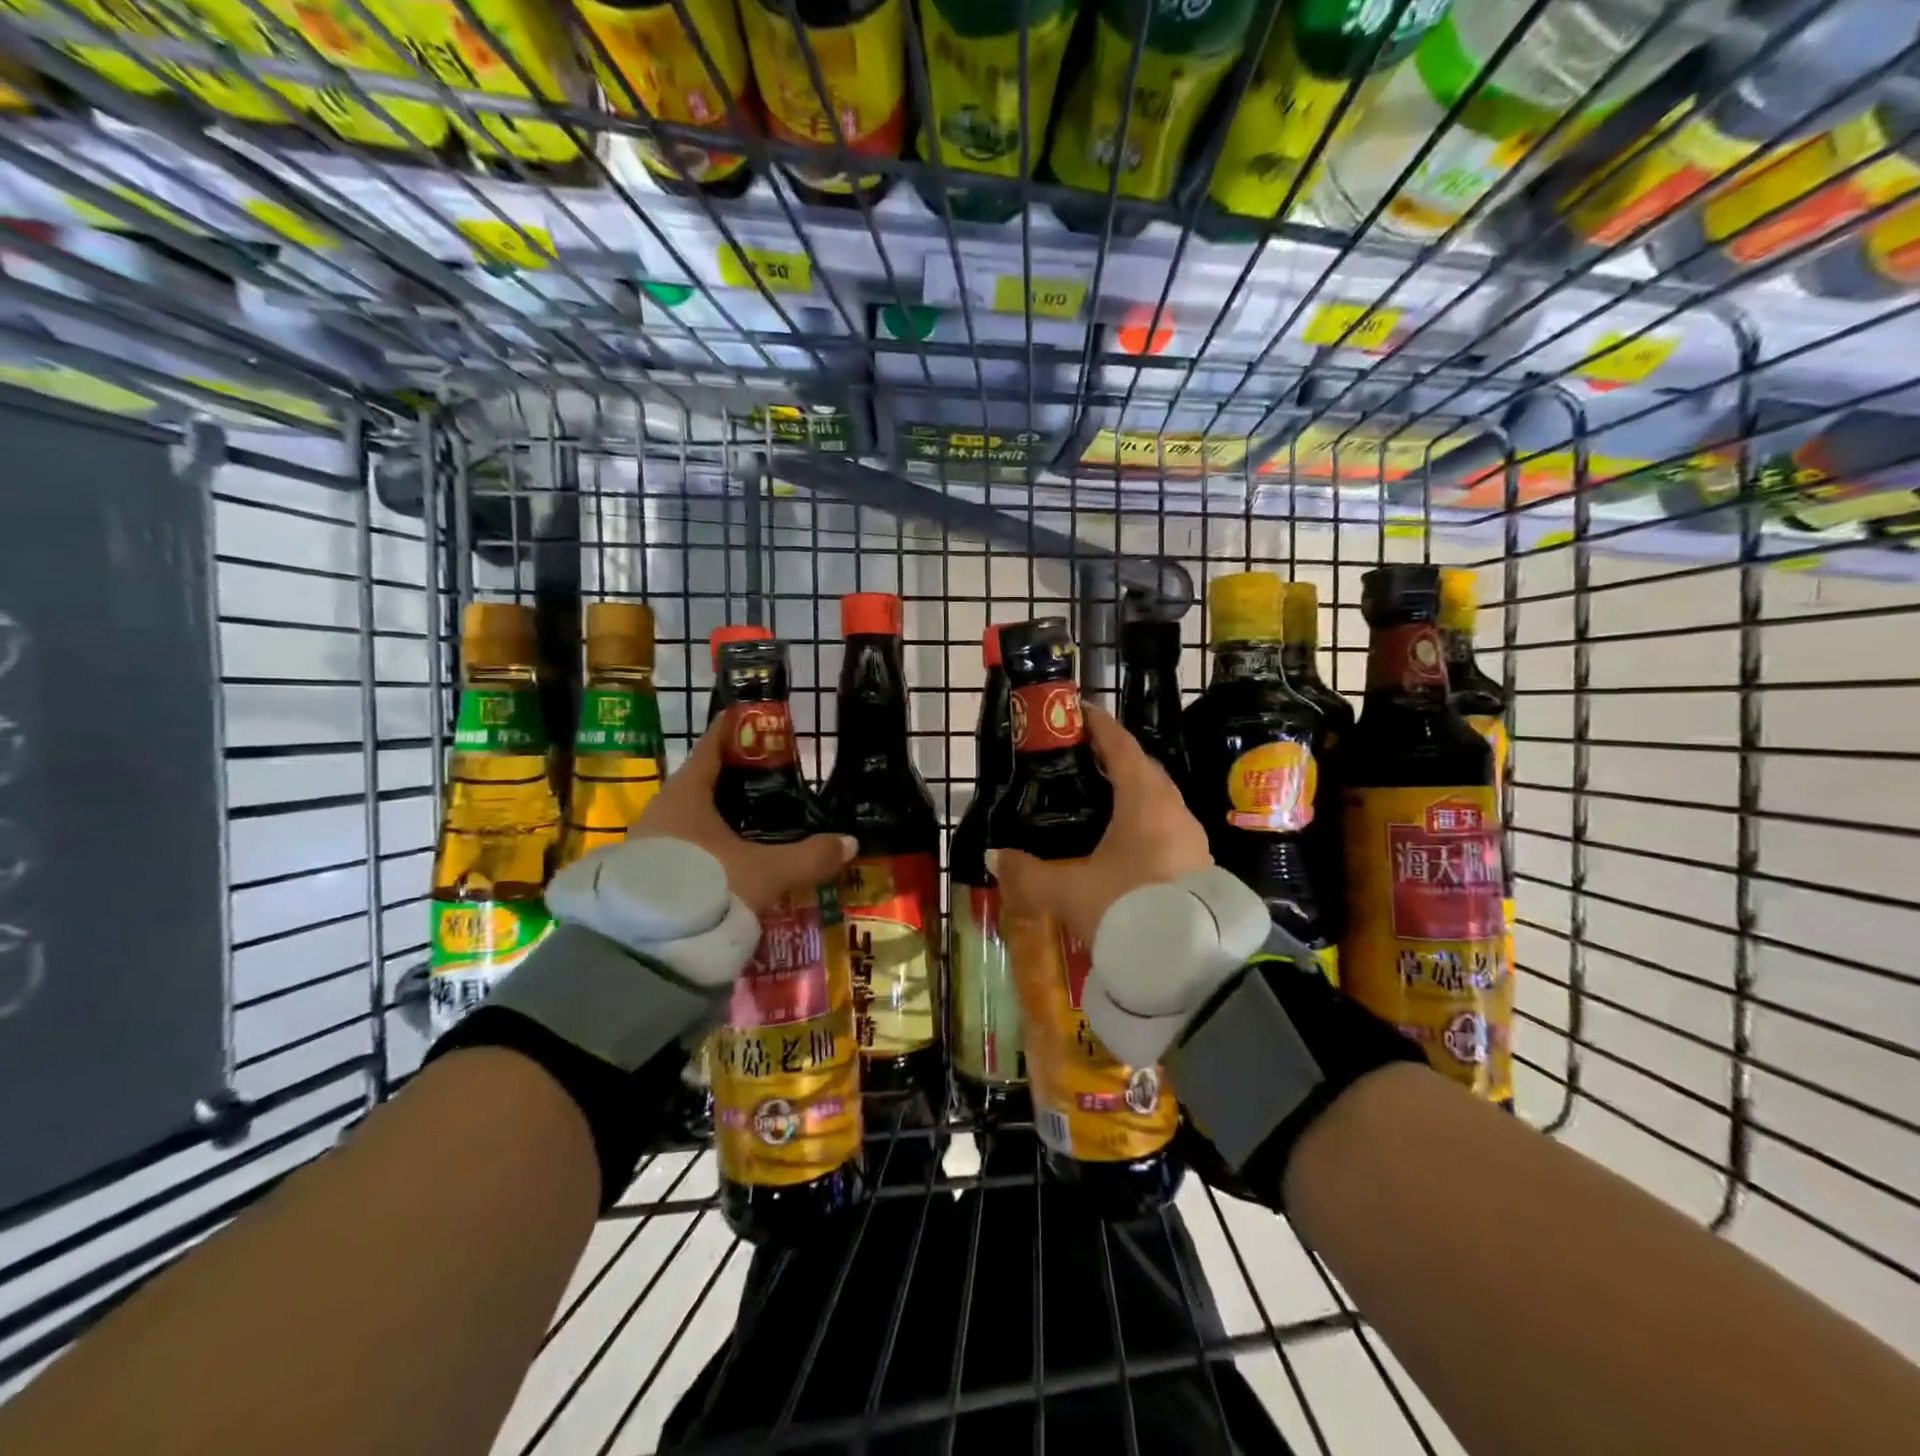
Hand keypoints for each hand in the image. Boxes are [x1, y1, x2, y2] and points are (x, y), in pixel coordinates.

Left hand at [630, 721, 855, 915]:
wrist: (642, 951)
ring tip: (757, 825)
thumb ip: (809, 857)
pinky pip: (682, 848)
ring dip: (720, 818)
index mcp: (686, 794)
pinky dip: (708, 847)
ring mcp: (647, 844)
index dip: (737, 732)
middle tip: (773, 782)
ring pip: (691, 819)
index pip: (712, 747)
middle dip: (735, 780)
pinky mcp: (641, 877)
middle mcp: (661, 811)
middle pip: (702, 783)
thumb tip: (850, 843)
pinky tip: (730, 862)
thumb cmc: (706, 888)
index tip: (760, 722)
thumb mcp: (766, 873)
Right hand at [987, 704, 1211, 944]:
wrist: (1189, 968)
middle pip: (1143, 771)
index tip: (1078, 713)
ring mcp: (1191, 840)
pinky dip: (1141, 823)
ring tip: (1097, 800)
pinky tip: (1120, 844)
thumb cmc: (1127, 910)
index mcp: (1145, 802)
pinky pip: (1165, 829)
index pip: (1122, 748)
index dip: (1100, 727)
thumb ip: (1027, 873)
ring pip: (1157, 802)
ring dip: (1130, 793)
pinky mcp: (1198, 868)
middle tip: (1080, 758)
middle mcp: (1174, 812)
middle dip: (1114, 759)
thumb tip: (995, 858)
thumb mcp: (1068, 891)